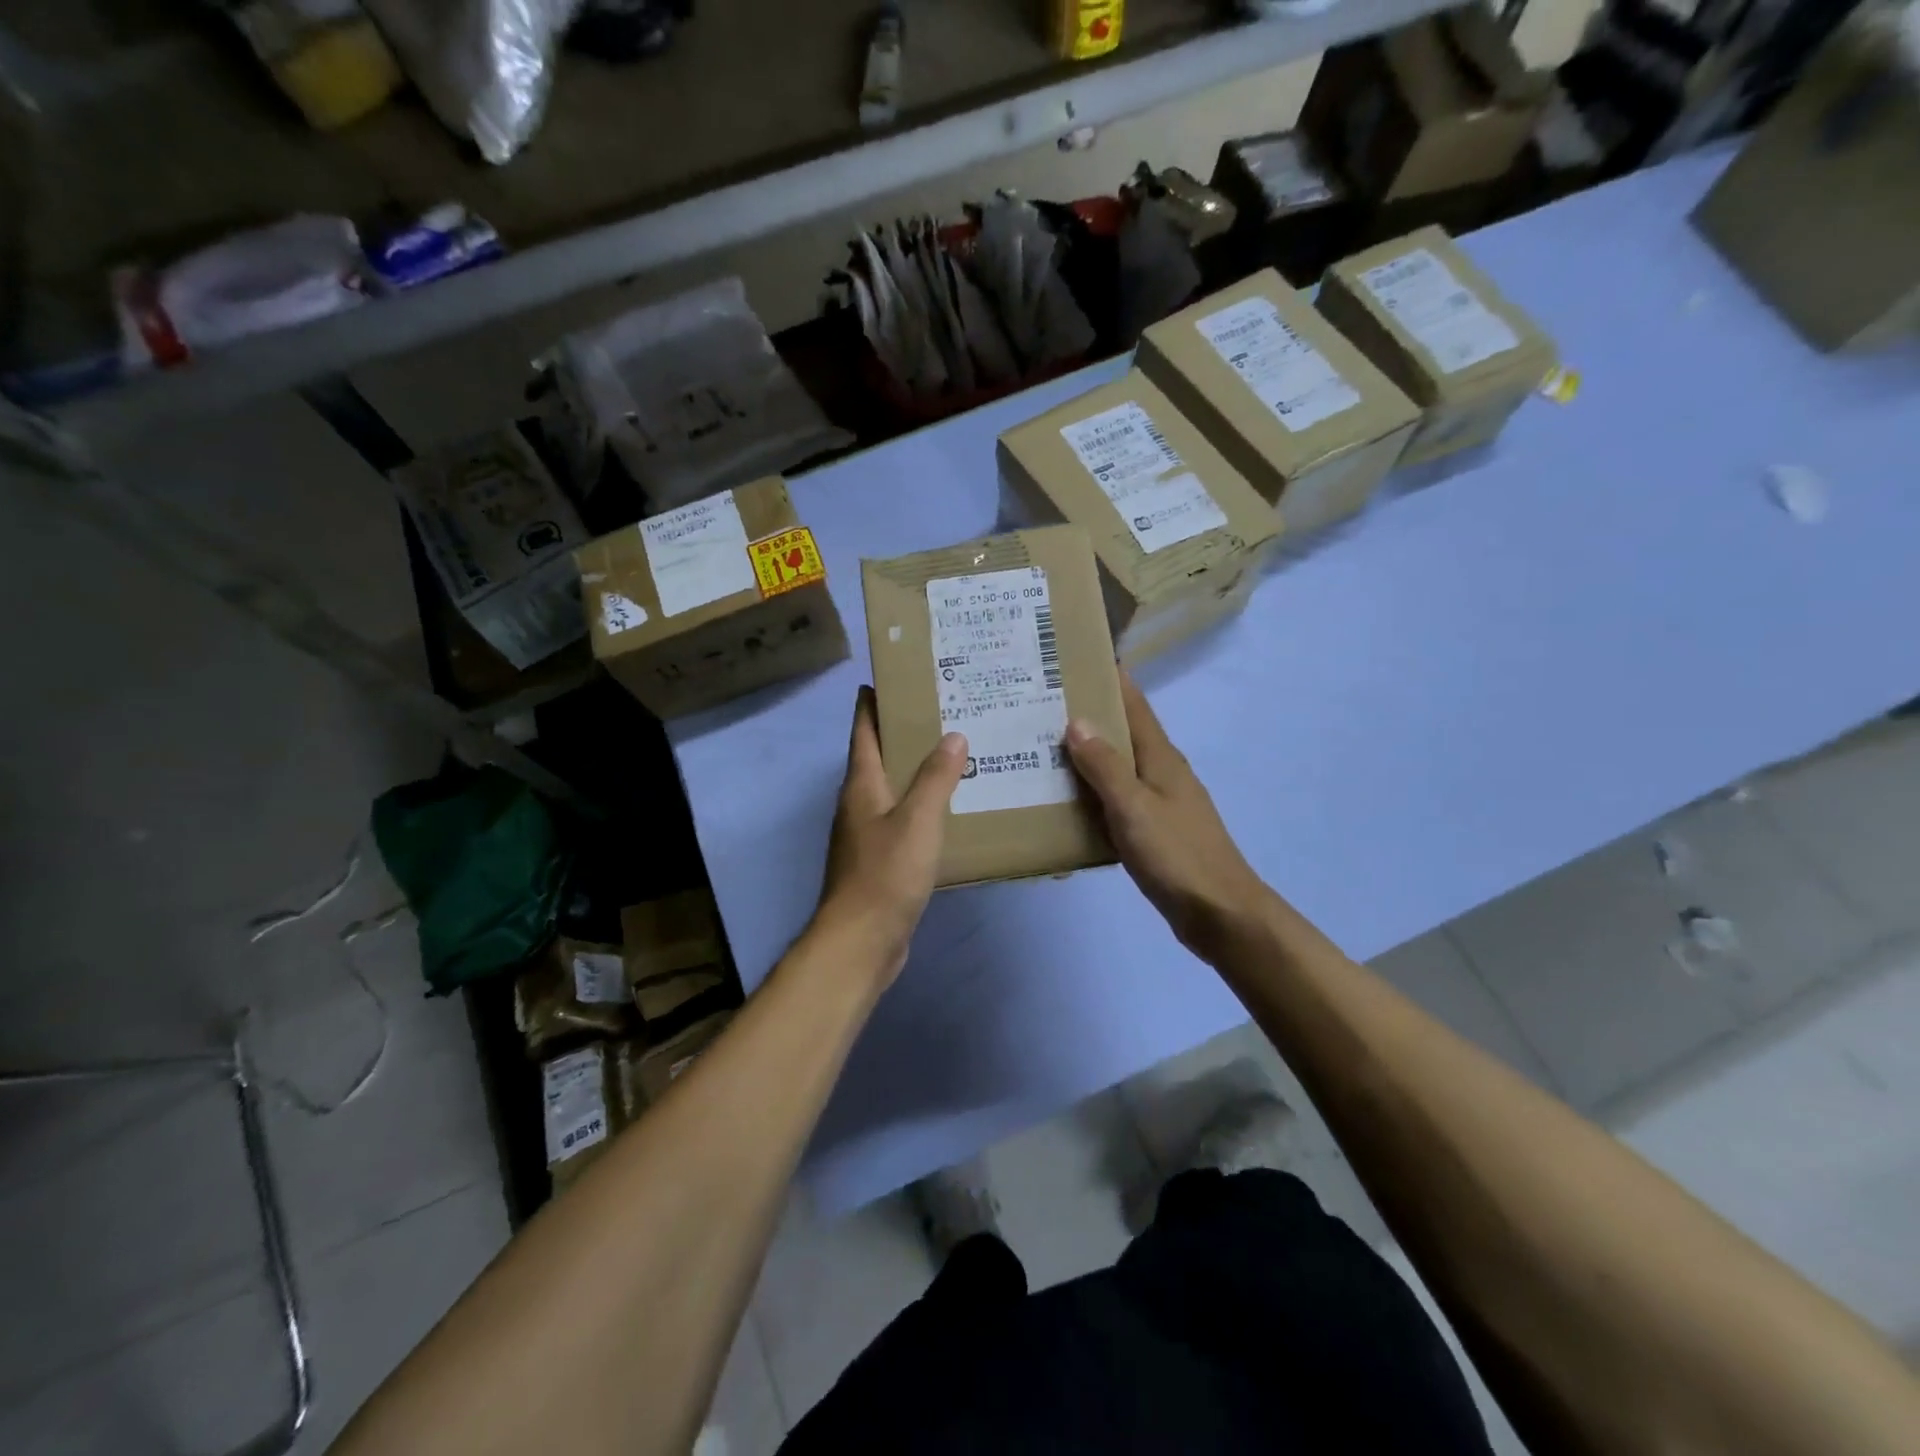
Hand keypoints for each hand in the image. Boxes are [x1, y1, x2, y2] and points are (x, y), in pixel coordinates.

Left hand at [813, 686, 966, 984]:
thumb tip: (953, 735)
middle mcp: (858, 804)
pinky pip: (901, 820)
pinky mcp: (879, 861)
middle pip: (876, 757)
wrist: (861, 940)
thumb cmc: (886, 873)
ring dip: (914, 771)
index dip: (871, 704)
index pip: (862, 732)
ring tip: (952, 754)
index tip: (887, 679)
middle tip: (941, 712)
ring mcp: (866, 834)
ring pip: (891, 790)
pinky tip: (948, 809)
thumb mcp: (918, 820)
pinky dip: (921, 806)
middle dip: (901, 733)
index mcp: (861, 785)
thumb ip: (936, 778)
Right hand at [1066, 674, 1269, 959]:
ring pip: (1117, 766)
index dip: (1110, 678)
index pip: (1134, 704)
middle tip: (1040, 704)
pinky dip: (1092, 790)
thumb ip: (1105, 766)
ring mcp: (1159, 801)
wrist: (1219, 913)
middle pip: (1123, 732)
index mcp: (1161, 757)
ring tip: (1042, 746)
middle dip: (1088, 714)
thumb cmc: (1177, 855)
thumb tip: (1076, 720)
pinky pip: (1116, 797)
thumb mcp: (1134, 807)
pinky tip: (1066, 799)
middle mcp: (1161, 771)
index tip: (1076, 658)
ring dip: (1087, 753)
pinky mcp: (1154, 829)